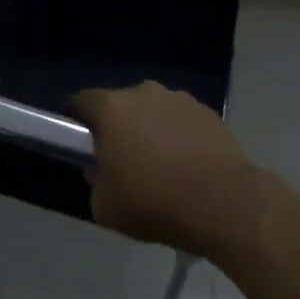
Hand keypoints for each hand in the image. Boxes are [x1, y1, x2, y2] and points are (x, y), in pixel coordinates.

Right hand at [72, 82, 262, 261]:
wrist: (224, 204)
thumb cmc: (155, 202)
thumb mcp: (104, 206)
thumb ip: (93, 181)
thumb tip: (100, 168)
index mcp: (111, 108)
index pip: (81, 102)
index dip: (75, 119)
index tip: (79, 140)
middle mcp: (143, 93)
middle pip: (119, 105)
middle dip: (117, 127)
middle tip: (121, 159)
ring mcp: (178, 99)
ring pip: (152, 111)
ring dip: (150, 130)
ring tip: (160, 165)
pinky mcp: (207, 112)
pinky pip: (181, 121)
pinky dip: (178, 136)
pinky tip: (187, 165)